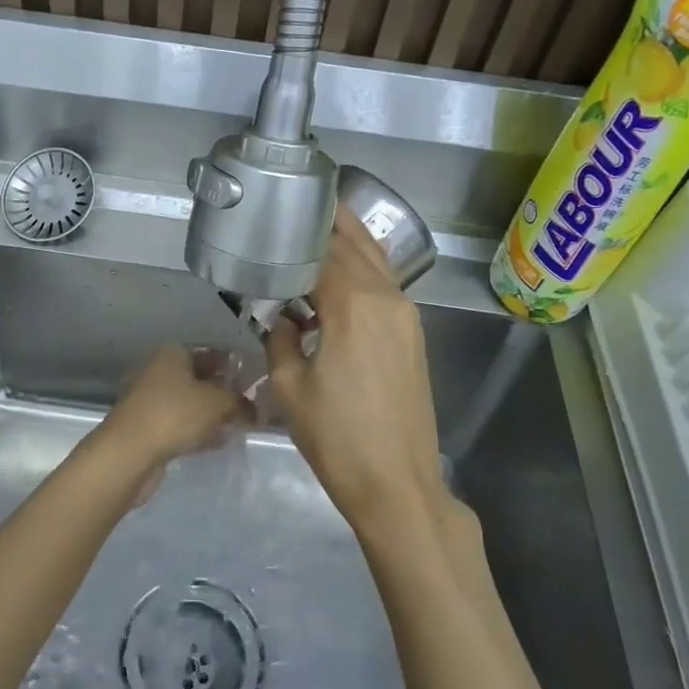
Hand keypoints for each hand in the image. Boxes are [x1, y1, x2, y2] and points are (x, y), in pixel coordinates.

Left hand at [98, 344, 254, 483]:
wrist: (129, 453)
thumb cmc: (175, 414)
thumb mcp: (219, 403)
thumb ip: (241, 404)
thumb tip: (256, 411)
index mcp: (172, 353)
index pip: (211, 352)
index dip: (234, 365)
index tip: (255, 381)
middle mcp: (158, 370)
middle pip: (199, 377)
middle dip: (224, 390)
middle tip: (251, 406)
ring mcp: (149, 399)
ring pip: (190, 402)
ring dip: (212, 413)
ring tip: (238, 425)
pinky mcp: (146, 426)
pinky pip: (180, 423)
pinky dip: (198, 429)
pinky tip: (218, 441)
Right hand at [267, 210, 449, 545]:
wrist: (397, 483)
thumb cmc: (336, 437)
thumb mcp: (289, 387)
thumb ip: (280, 338)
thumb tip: (283, 317)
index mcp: (353, 304)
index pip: (323, 251)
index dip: (298, 234)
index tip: (275, 219)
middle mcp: (386, 298)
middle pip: (356, 245)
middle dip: (329, 223)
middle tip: (299, 206)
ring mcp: (407, 315)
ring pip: (377, 261)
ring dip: (351, 241)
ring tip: (321, 225)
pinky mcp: (413, 334)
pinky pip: (386, 285)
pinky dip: (364, 269)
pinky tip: (341, 274)